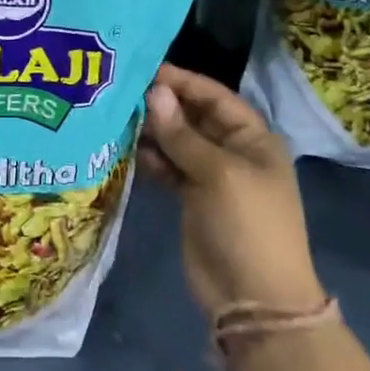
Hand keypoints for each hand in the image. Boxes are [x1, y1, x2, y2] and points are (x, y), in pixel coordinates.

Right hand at [142, 63, 324, 317]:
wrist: (254, 301)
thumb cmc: (247, 225)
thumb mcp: (218, 173)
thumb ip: (182, 133)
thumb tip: (154, 92)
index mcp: (253, 138)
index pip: (214, 96)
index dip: (182, 81)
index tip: (144, 69)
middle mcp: (233, 151)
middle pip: (193, 116)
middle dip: (162, 105)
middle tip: (120, 92)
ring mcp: (212, 176)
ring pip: (177, 142)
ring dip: (151, 131)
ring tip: (115, 118)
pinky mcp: (192, 198)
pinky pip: (168, 168)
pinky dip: (150, 159)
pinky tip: (125, 149)